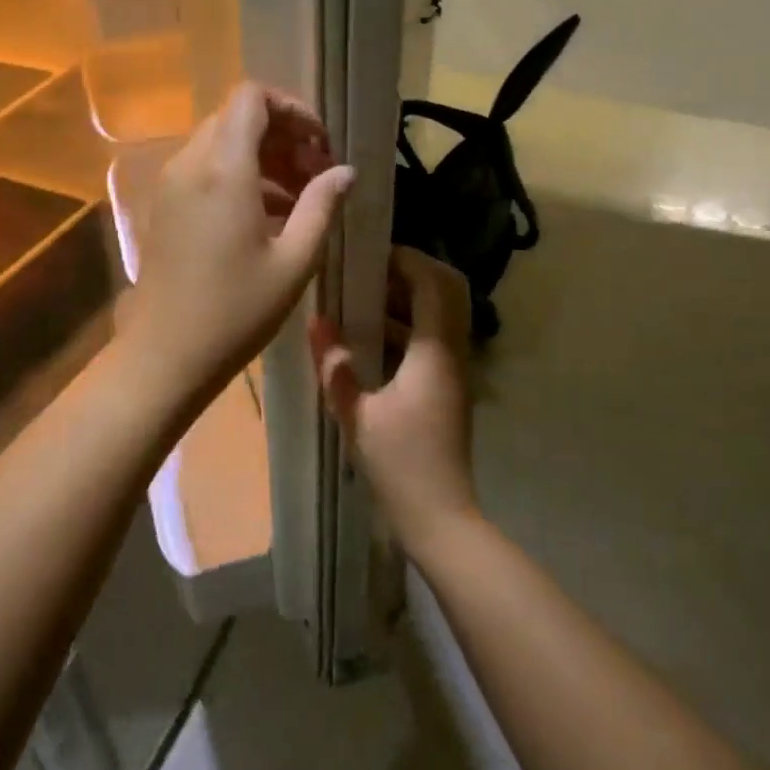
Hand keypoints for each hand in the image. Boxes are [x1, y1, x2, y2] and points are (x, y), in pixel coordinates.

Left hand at [120, 82, 354, 404]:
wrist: (166, 353)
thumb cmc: (236, 311)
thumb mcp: (294, 261)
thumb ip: (322, 206)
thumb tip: (345, 172)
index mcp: (223, 170)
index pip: (251, 97)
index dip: (292, 109)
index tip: (320, 146)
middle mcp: (190, 165)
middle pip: (236, 118)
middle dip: (281, 136)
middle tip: (315, 175)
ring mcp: (171, 185)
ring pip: (219, 144)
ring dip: (262, 158)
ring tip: (299, 200)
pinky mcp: (164, 206)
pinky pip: (203, 171)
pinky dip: (237, 177)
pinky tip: (267, 217)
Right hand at [308, 247, 477, 554]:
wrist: (440, 517)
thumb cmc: (399, 464)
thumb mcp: (356, 414)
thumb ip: (334, 366)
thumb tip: (315, 321)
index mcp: (434, 353)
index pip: (434, 284)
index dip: (407, 260)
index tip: (369, 252)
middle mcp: (452, 353)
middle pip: (448, 291)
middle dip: (412, 272)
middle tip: (368, 269)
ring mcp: (453, 370)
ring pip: (441, 314)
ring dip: (408, 298)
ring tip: (361, 296)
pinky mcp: (447, 386)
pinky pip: (432, 338)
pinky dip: (407, 325)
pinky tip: (368, 336)